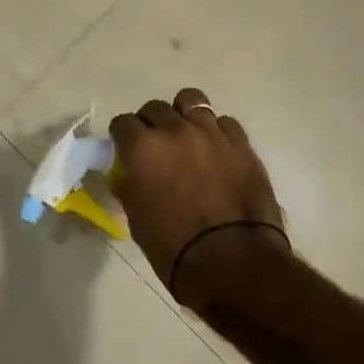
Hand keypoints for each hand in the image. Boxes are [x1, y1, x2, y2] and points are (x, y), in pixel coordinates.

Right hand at [109, 88, 288, 306]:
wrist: (233, 262)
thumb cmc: (175, 248)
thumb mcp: (137, 219)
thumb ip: (129, 187)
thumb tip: (127, 174)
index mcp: (142, 148)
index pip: (122, 123)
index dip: (122, 136)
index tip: (125, 150)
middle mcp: (174, 130)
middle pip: (155, 108)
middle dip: (150, 123)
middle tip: (155, 146)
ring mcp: (211, 133)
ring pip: (191, 101)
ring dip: (184, 116)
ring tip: (187, 137)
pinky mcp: (242, 144)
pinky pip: (224, 122)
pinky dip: (216, 131)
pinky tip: (216, 151)